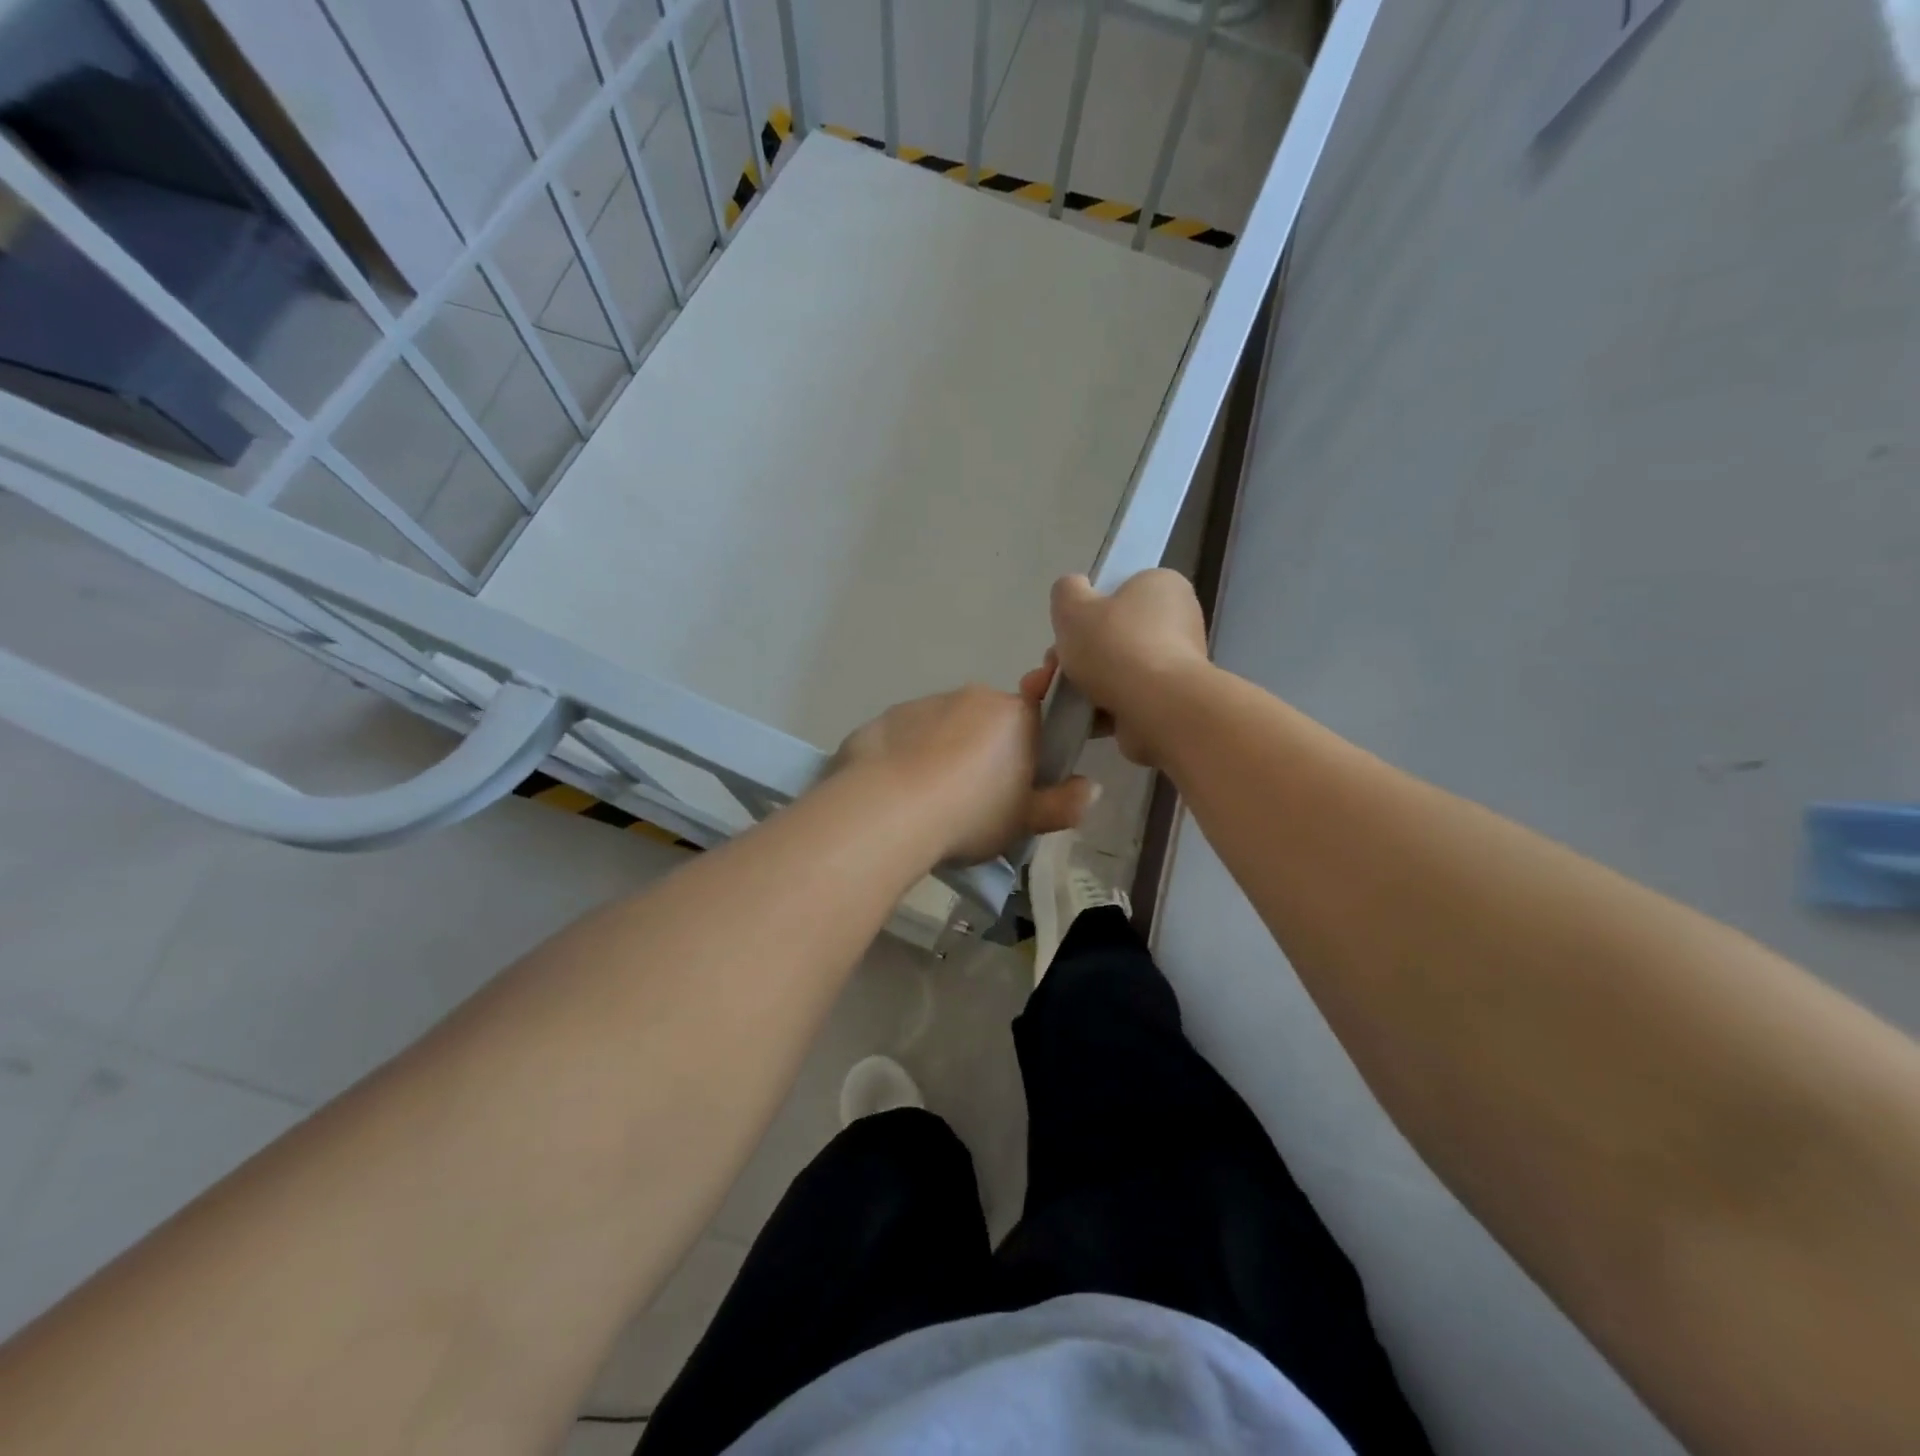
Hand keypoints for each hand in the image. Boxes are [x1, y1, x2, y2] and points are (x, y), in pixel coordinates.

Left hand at [836, 674, 1094, 863]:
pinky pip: (908, 736)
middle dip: (986, 751)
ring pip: (945, 727)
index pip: (1035, 716)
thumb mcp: (1025, 822)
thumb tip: (1091, 788)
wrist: (887, 810)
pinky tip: (900, 793)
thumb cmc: (971, 814)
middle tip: (977, 800)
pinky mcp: (886, 718)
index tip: (1020, 780)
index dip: (1031, 747)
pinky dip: (909, 757)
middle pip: (989, 721)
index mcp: (1014, 715)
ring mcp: (925, 703)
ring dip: (945, 753)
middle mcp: (972, 697)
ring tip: (932, 801)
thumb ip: (1063, 804)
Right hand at [1050, 569, 1210, 768]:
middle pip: (1112, 636)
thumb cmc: (1117, 646)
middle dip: (1074, 656)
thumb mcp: (1074, 605)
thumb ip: (1067, 591)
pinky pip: (1124, 700)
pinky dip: (1098, 709)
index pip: (1121, 591)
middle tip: (1050, 670)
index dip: (1088, 610)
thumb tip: (1074, 592)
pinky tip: (1073, 718)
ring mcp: (1175, 666)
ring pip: (1114, 671)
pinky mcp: (1168, 702)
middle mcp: (1177, 622)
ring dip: (1078, 685)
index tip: (1067, 630)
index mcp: (1162, 586)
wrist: (1157, 708)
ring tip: (1048, 697)